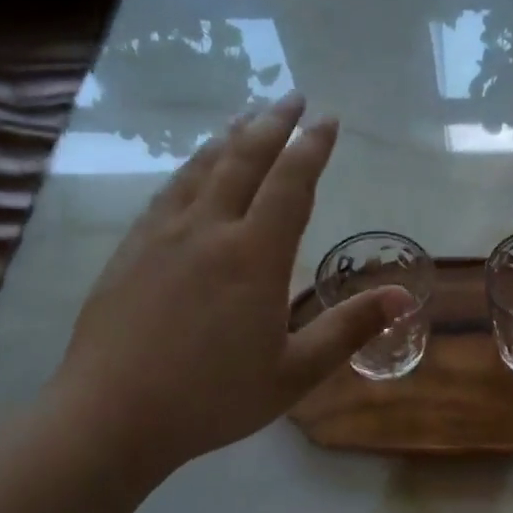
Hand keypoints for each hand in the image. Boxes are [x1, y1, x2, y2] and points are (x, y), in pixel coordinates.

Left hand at [50, 91, 411, 473]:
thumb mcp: (294, 372)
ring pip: (202, 168)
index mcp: (254, 255)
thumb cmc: (212, 398)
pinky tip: (194, 169)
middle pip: (245, 159)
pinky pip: (168, 191)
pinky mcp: (131, 249)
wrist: (110, 416)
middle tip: (293, 97)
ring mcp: (163, 235)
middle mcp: (209, 229)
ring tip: (248, 117)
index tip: (328, 118)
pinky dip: (192, 167)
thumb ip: (348, 329)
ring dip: (230, 137)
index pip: (290, 183)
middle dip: (273, 123)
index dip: (312, 147)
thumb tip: (402, 298)